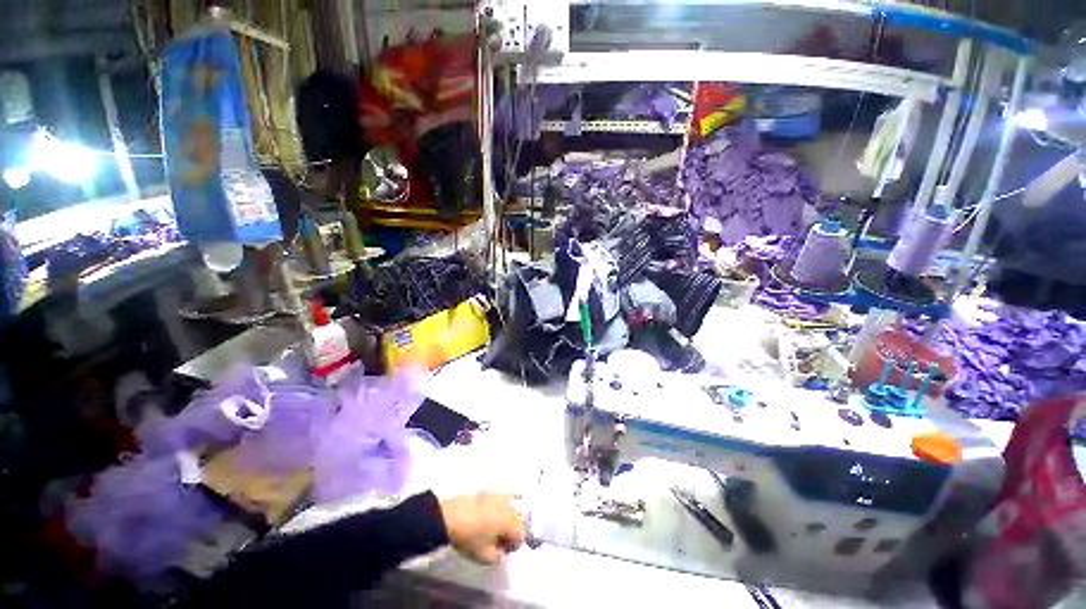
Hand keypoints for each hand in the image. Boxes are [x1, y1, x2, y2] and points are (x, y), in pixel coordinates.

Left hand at [439, 492, 525, 563]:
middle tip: (500, 540)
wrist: (453, 517)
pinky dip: (517, 495)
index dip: (514, 546)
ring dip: (511, 518)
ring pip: (515, 509)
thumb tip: (503, 550)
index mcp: (511, 524)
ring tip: (498, 526)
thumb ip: (499, 556)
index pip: (521, 536)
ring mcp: (502, 498)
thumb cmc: (471, 538)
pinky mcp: (494, 492)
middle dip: (513, 531)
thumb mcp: (485, 557)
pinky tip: (521, 495)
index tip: (503, 550)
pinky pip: (510, 492)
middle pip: (519, 521)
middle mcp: (511, 508)